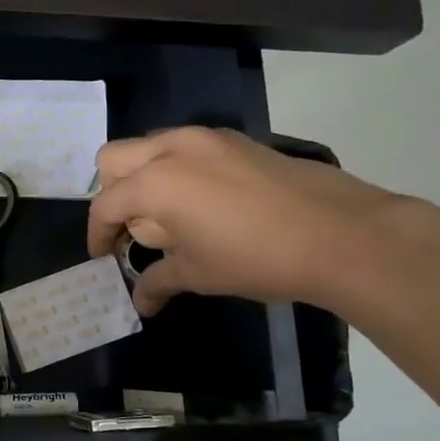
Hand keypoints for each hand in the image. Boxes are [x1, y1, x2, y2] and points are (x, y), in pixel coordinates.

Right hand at [86, 126, 403, 313]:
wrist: (342, 234)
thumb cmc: (256, 258)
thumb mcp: (199, 274)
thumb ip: (158, 281)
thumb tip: (140, 301)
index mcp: (154, 182)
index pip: (105, 204)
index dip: (97, 234)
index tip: (103, 257)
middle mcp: (171, 149)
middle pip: (113, 159)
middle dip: (111, 193)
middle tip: (128, 228)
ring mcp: (206, 138)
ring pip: (150, 146)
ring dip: (143, 177)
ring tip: (165, 216)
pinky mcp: (235, 140)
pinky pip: (185, 147)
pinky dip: (176, 169)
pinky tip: (202, 202)